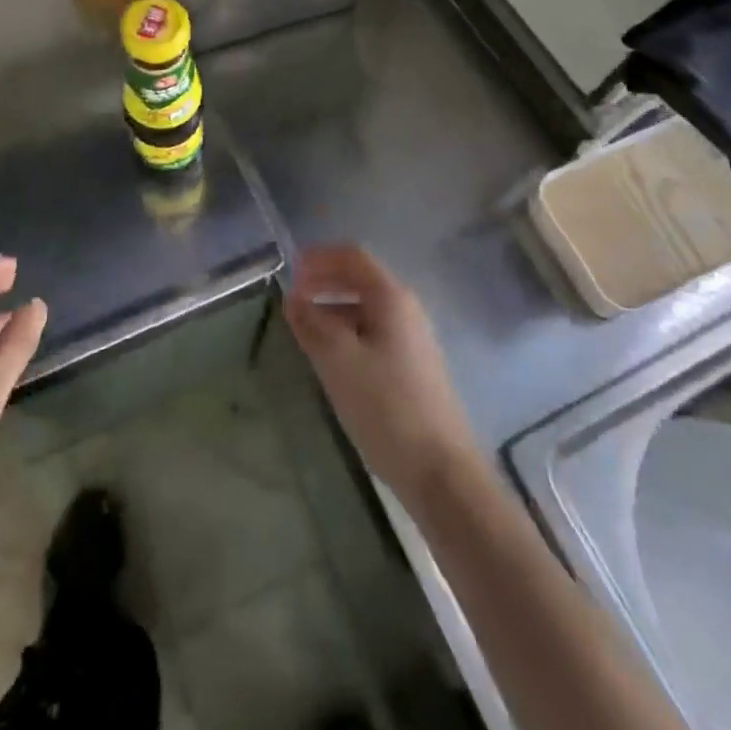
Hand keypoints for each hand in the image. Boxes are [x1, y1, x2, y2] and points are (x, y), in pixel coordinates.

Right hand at [285, 244, 479, 506]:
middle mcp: (406, 311)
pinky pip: (373, 334)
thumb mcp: (338, 360)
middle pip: (361, 280)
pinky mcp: (412, 369)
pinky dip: (346, 332)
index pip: (353, 257)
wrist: (440, 472)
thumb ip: (311, 323)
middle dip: (325, 282)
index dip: (320, 257)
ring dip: (333, 309)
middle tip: (292, 296)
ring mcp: (412, 341)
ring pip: (366, 310)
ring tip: (303, 328)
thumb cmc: (386, 406)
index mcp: (391, 298)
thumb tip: (293, 299)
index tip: (289, 268)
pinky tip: (330, 357)